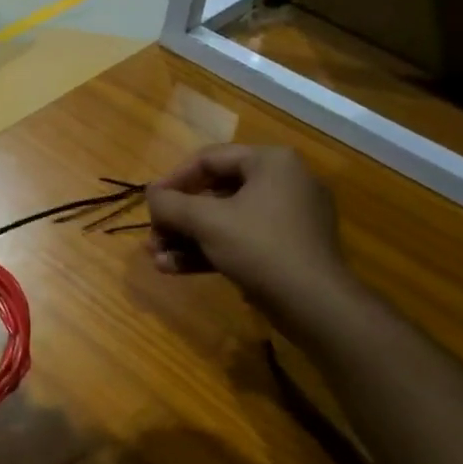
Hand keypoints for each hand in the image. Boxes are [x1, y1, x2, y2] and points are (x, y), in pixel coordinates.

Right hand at [145, 145, 355, 324]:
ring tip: (157, 259)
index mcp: (271, 162)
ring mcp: (287, 218)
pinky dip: (208, 252)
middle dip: (177, 219)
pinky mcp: (286, 249)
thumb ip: (171, 204)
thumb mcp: (206, 221)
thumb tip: (151, 194)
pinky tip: (175, 269)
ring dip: (186, 239)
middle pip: (214, 193)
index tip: (148, 203)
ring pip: (224, 221)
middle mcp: (283, 183)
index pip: (209, 159)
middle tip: (152, 238)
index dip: (172, 180)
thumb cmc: (260, 248)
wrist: (314, 304)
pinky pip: (240, 241)